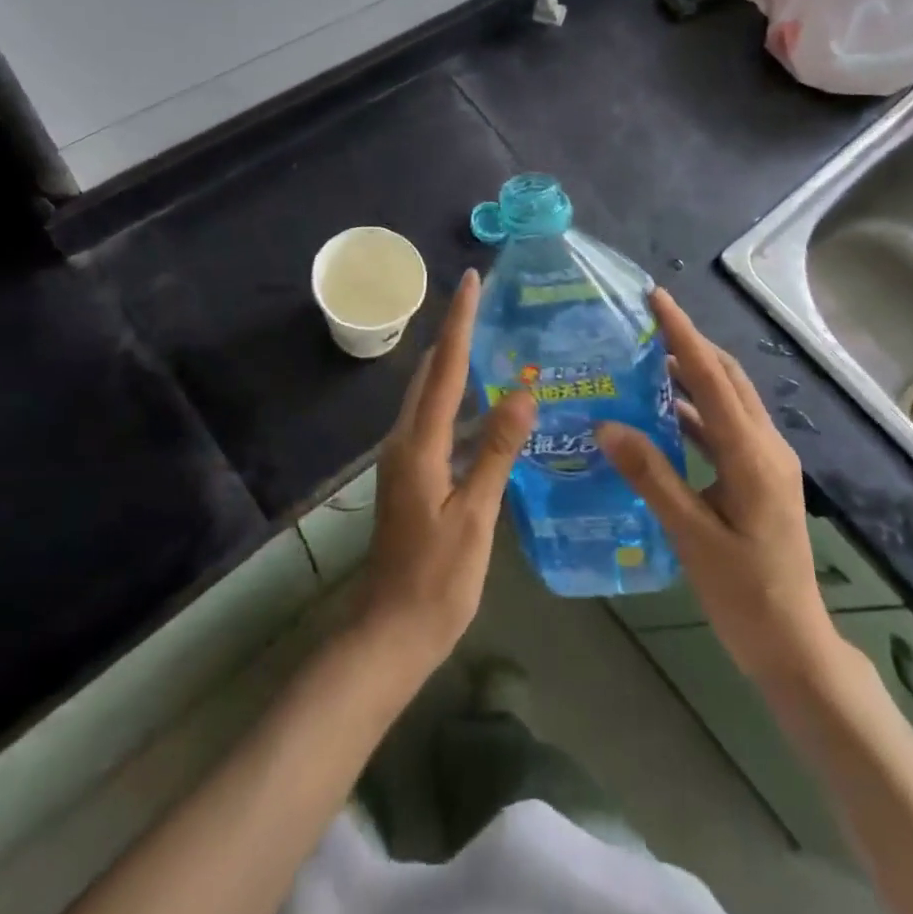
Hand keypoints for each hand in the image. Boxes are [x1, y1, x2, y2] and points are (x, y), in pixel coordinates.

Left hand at [354, 269, 535, 675]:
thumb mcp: (474, 516)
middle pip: (433, 372)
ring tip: (494, 340)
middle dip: (456, 331)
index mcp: (418, 443)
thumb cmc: (435, 580)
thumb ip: (496, 451)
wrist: (389, 634)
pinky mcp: (414, 475)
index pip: (445, 368)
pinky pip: (439, 423)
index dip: (459, 321)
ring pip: (434, 397)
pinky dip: (462, 403)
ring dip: (459, 365)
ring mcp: (406, 458)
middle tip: (486, 299)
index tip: (470, 279)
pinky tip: (490, 409)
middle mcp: (406, 440)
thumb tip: (523, 393)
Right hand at [598, 289, 839, 686]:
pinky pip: (725, 427)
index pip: (713, 378)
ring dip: (692, 375)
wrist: (793, 646)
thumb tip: (606, 425)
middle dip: (689, 344)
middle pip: (727, 378)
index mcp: (753, 455)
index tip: (656, 298)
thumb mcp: (691, 535)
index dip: (683, 334)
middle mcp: (766, 446)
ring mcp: (766, 462)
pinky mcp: (759, 477)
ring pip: (727, 401)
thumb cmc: (744, 594)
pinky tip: (662, 415)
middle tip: (645, 323)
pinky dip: (695, 410)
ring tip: (646, 358)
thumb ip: (651, 476)